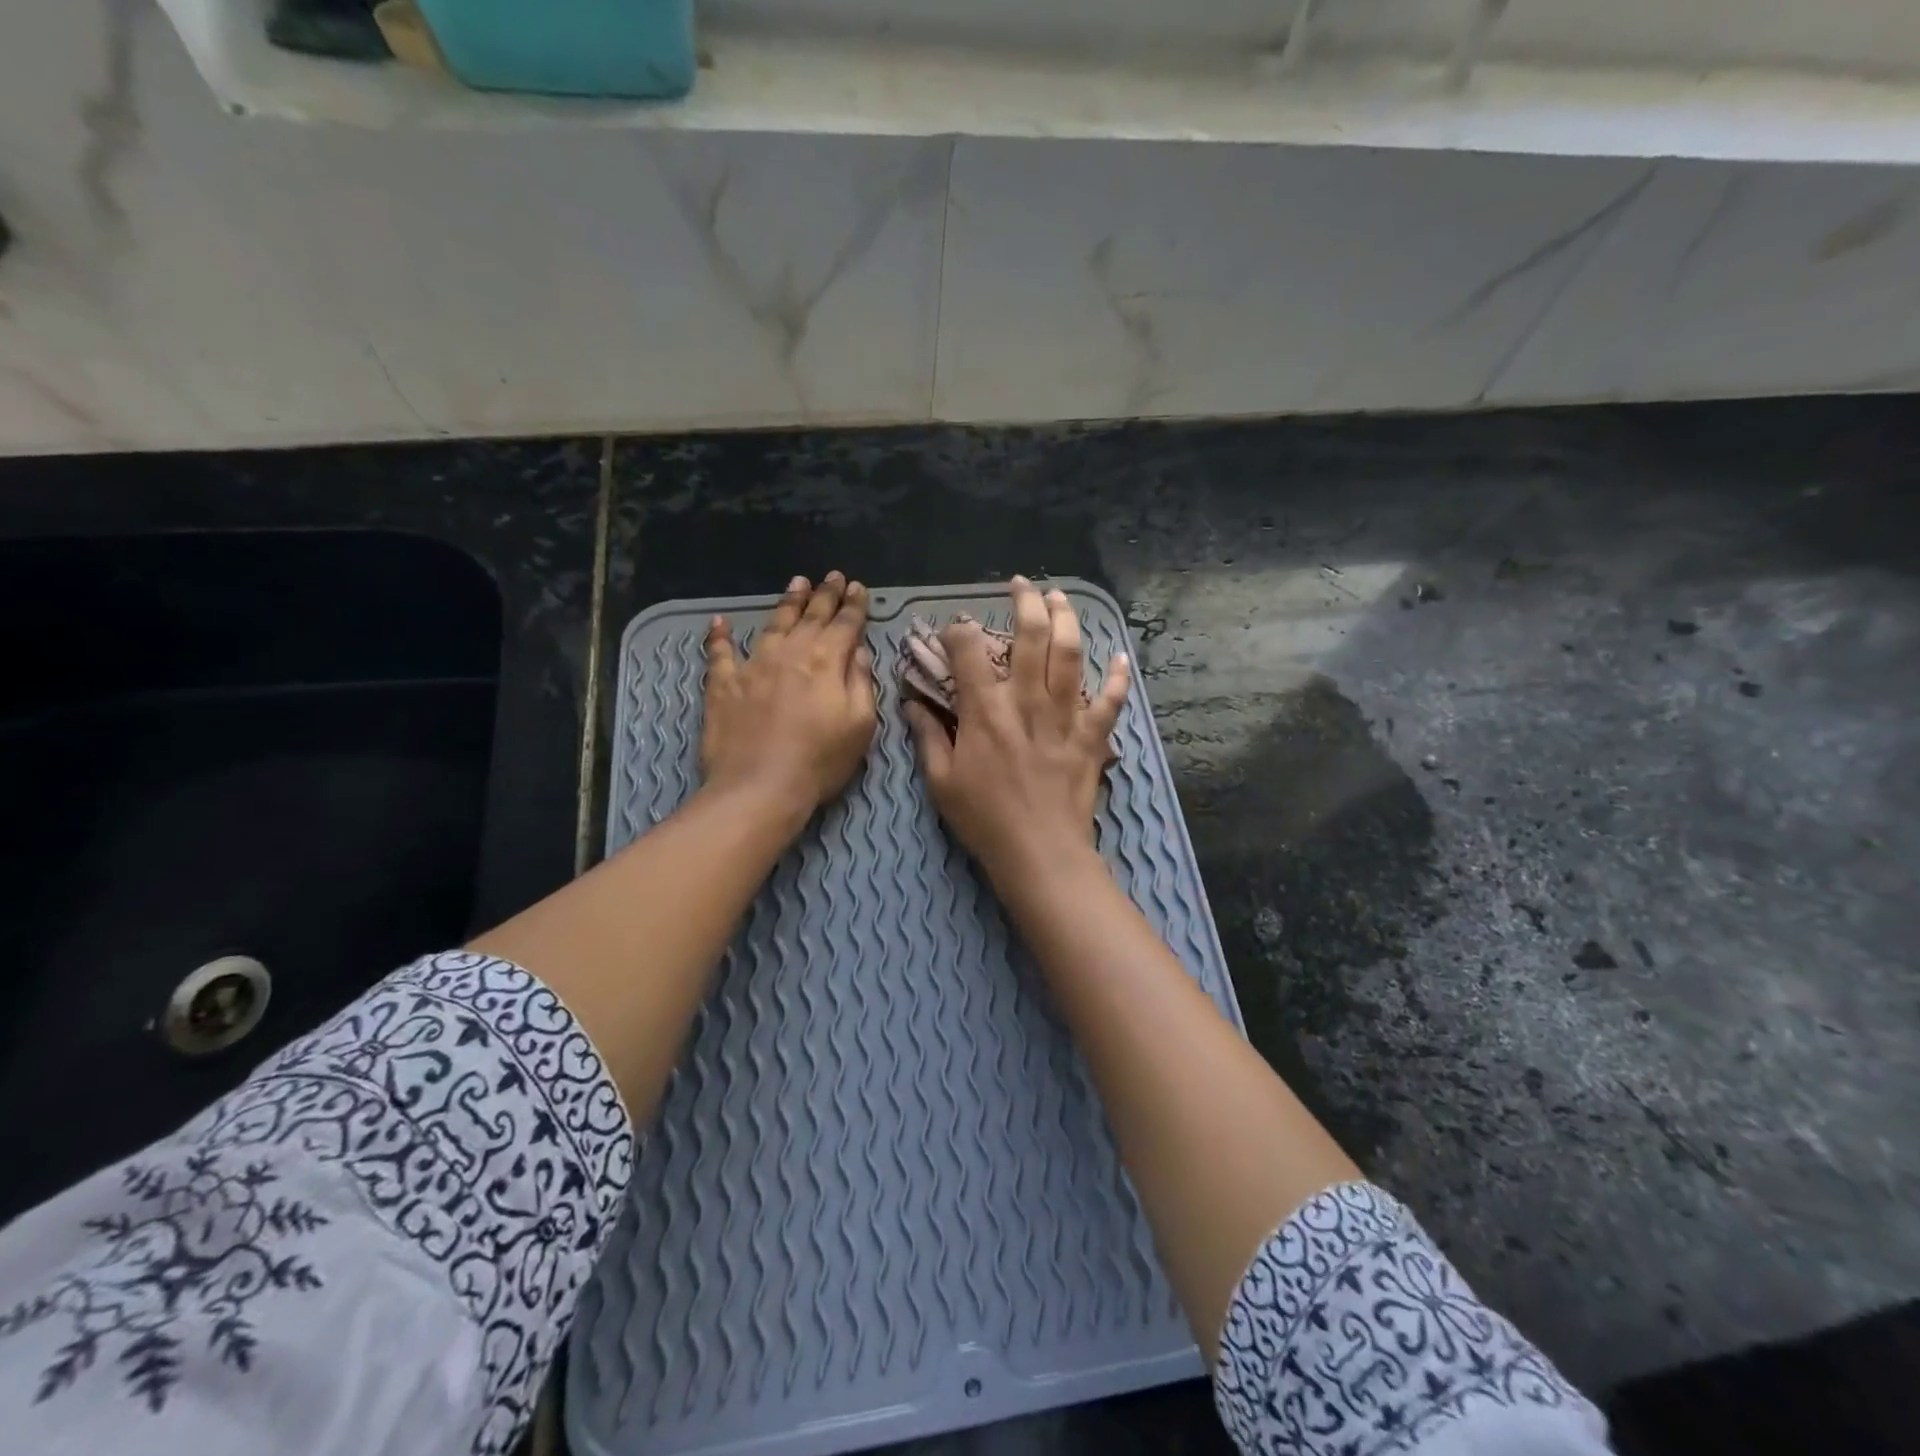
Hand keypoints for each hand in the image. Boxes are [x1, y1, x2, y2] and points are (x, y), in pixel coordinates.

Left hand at [702, 572, 876, 820]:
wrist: (759, 786)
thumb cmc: (820, 761)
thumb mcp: (860, 725)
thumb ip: (861, 682)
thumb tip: (858, 650)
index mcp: (828, 662)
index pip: (846, 624)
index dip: (855, 605)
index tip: (859, 587)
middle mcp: (791, 653)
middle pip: (812, 616)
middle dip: (825, 594)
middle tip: (833, 576)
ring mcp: (754, 665)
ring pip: (773, 624)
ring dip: (787, 602)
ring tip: (797, 583)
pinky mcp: (723, 684)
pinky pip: (720, 653)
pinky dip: (720, 636)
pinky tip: (719, 622)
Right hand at [905, 576, 1128, 876]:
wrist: (1040, 853)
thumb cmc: (984, 820)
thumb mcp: (941, 781)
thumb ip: (926, 736)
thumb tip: (911, 703)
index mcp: (985, 710)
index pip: (970, 651)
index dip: (960, 630)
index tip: (957, 627)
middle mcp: (1027, 701)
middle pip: (1032, 636)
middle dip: (1026, 602)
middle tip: (1022, 585)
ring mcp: (1065, 716)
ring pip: (1071, 654)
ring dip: (1067, 620)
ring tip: (1060, 598)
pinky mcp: (1092, 737)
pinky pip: (1110, 701)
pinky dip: (1118, 678)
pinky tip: (1121, 658)